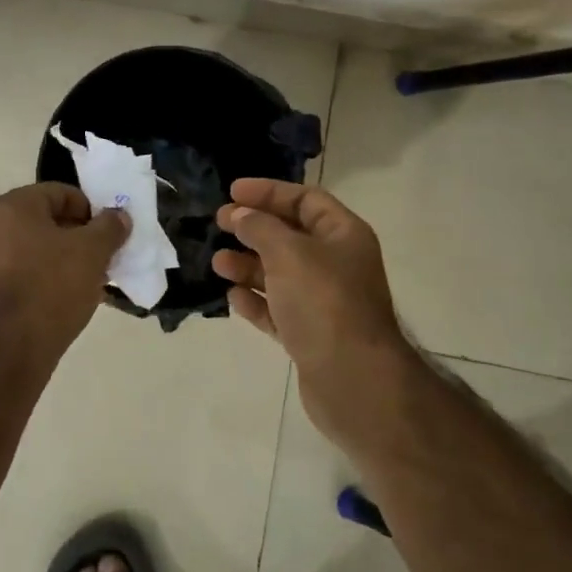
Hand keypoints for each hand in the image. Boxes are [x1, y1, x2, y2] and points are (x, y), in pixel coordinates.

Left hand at [0, 183, 129, 362]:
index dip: (89, 209)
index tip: (106, 233)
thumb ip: (109, 227)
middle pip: (41, 220)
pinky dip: (37, 278)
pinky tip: (58, 299)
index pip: (58, 193)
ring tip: (83, 281)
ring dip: (56, 257)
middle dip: (73, 236)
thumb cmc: (52, 287)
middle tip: (98, 256)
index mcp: (12, 206)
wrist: (10, 348)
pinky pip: (14, 273)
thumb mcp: (93, 252)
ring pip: (28, 248)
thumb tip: (118, 215)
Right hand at [214, 178, 420, 452]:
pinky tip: (232, 297)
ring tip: (218, 263)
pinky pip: (278, 309)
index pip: (305, 199)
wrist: (353, 380)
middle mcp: (337, 264)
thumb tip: (241, 215)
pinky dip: (256, 301)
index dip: (269, 192)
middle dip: (254, 228)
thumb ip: (260, 228)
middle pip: (290, 235)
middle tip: (219, 223)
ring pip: (280, 274)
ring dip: (248, 265)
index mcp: (343, 235)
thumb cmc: (323, 302)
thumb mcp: (288, 253)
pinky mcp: (310, 335)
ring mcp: (324, 302)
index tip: (232, 191)